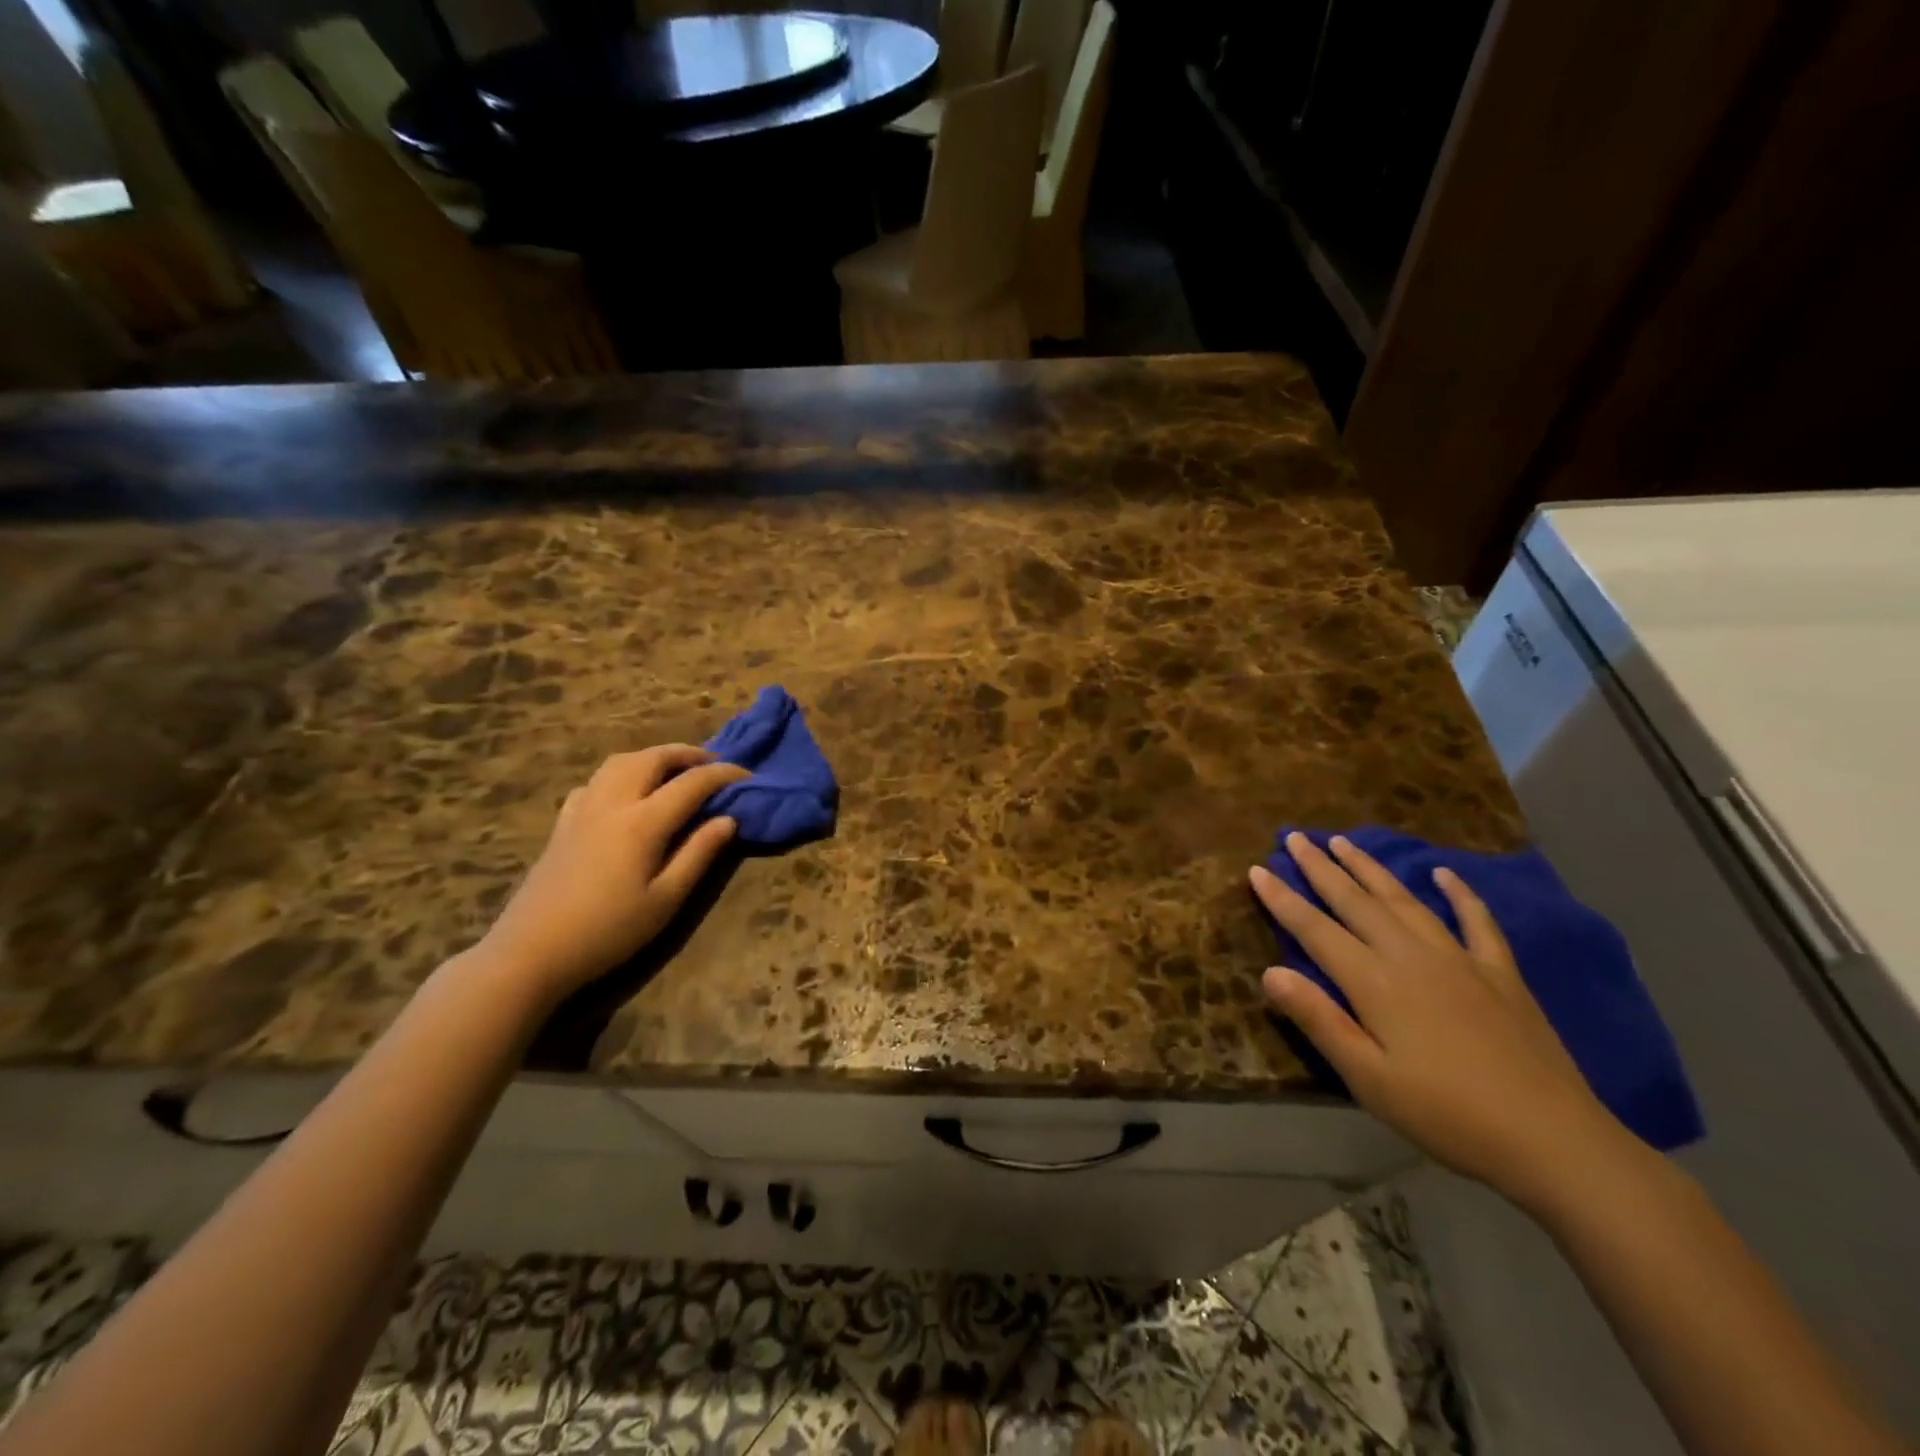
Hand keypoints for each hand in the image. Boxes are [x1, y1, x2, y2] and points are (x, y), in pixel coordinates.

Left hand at [475, 745, 749, 1002]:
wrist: (531, 953)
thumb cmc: (608, 931)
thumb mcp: (666, 900)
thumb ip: (699, 854)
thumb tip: (728, 819)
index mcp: (643, 822)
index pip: (692, 783)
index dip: (724, 774)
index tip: (748, 777)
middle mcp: (612, 803)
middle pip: (652, 758)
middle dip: (687, 754)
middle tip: (712, 764)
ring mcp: (582, 810)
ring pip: (619, 762)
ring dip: (652, 757)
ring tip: (673, 770)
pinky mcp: (562, 824)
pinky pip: (594, 782)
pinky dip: (620, 774)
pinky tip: (625, 794)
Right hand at [1250, 833, 1628, 1212]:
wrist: (1553, 1140)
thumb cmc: (1446, 1115)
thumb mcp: (1368, 1078)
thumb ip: (1318, 1020)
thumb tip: (1269, 972)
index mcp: (1375, 982)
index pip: (1314, 929)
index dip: (1282, 899)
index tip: (1257, 868)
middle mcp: (1411, 956)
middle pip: (1355, 901)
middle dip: (1320, 867)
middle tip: (1296, 836)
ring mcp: (1459, 959)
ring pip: (1404, 900)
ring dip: (1370, 868)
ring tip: (1344, 842)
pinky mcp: (1500, 973)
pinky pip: (1476, 921)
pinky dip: (1459, 893)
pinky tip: (1444, 873)